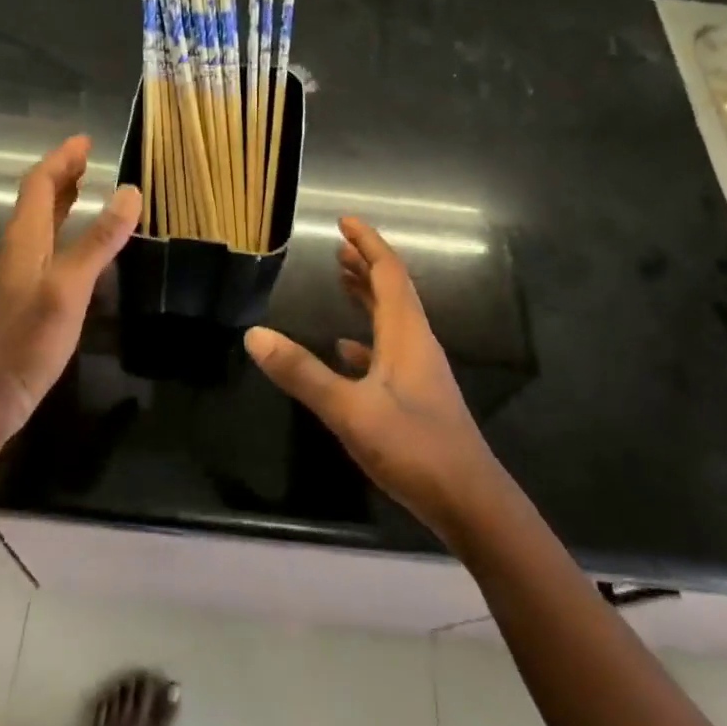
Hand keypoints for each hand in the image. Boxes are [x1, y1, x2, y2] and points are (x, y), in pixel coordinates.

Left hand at [0, 135, 141, 438]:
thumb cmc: (27, 340)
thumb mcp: (69, 287)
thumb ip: (98, 240)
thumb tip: (129, 191)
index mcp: (23, 238)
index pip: (40, 184)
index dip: (61, 159)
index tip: (86, 141)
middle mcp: (17, 248)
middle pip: (38, 199)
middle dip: (62, 174)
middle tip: (90, 158)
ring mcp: (18, 273)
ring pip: (41, 223)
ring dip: (63, 200)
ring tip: (87, 187)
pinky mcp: (24, 295)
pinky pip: (46, 245)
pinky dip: (64, 229)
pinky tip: (79, 244)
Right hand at [244, 218, 503, 537]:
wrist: (471, 504)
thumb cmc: (415, 449)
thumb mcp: (351, 410)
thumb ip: (302, 373)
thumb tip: (254, 334)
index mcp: (406, 335)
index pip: (389, 273)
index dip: (368, 244)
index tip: (344, 221)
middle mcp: (416, 344)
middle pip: (392, 291)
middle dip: (366, 265)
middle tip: (337, 247)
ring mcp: (418, 372)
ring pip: (391, 320)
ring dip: (367, 296)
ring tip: (341, 280)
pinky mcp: (416, 398)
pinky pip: (388, 352)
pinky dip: (366, 340)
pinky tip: (346, 350)